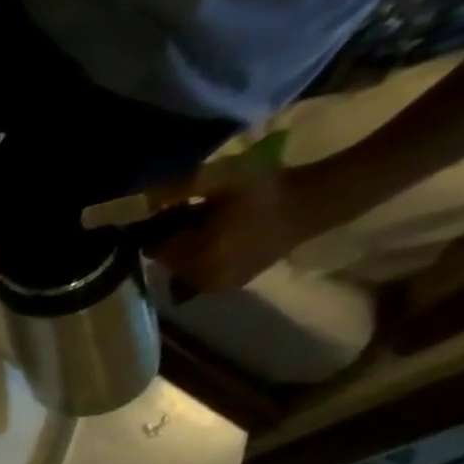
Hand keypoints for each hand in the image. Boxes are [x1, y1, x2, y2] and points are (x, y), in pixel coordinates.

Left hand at [144, 165, 342, 298]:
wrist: (316, 202)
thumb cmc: (267, 188)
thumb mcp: (224, 176)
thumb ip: (184, 185)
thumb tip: (147, 196)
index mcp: (197, 257)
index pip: (153, 247)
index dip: (160, 228)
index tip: (179, 208)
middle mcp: (199, 280)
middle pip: (165, 259)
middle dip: (174, 238)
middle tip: (198, 213)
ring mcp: (213, 287)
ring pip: (179, 266)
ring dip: (186, 247)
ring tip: (213, 224)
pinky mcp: (226, 287)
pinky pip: (196, 273)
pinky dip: (199, 256)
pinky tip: (221, 236)